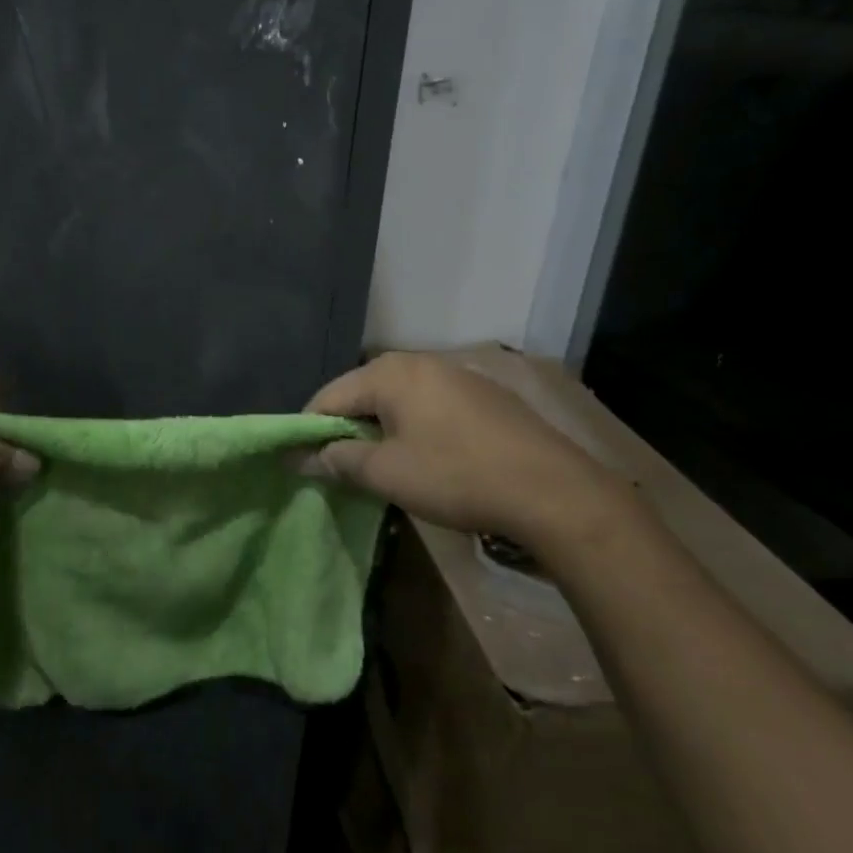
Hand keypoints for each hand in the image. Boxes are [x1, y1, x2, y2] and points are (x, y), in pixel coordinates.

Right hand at [301, 351, 639, 555]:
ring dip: (381, 429)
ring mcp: (456, 374)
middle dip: (346, 429)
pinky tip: (427, 457)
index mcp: (389, 372)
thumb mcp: (387, 473)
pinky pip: (430, 405)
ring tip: (382, 465)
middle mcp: (419, 361)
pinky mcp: (484, 394)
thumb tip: (299, 458)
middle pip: (363, 393)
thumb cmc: (456, 476)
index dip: (309, 430)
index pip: (328, 396)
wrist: (553, 491)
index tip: (302, 462)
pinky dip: (414, 427)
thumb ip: (337, 461)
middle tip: (342, 468)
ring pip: (398, 399)